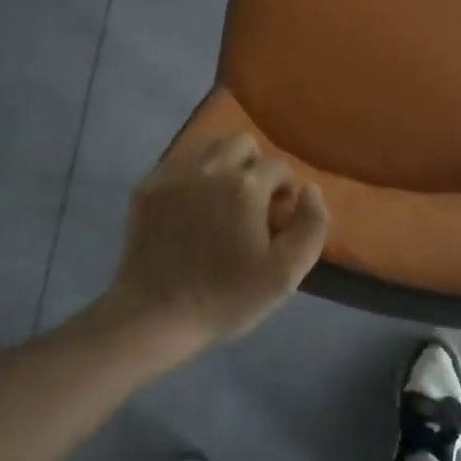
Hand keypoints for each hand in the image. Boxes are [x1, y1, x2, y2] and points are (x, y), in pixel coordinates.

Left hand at [107, 134, 328, 354]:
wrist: (154, 317)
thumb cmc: (225, 298)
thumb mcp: (286, 274)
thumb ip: (311, 225)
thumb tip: (310, 189)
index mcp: (246, 186)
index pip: (278, 166)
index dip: (283, 191)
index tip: (276, 220)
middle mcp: (211, 168)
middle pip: (242, 143)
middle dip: (254, 167)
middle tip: (250, 203)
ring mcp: (175, 174)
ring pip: (208, 145)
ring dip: (222, 163)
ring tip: (220, 198)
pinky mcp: (148, 186)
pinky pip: (178, 161)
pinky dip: (191, 173)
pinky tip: (190, 205)